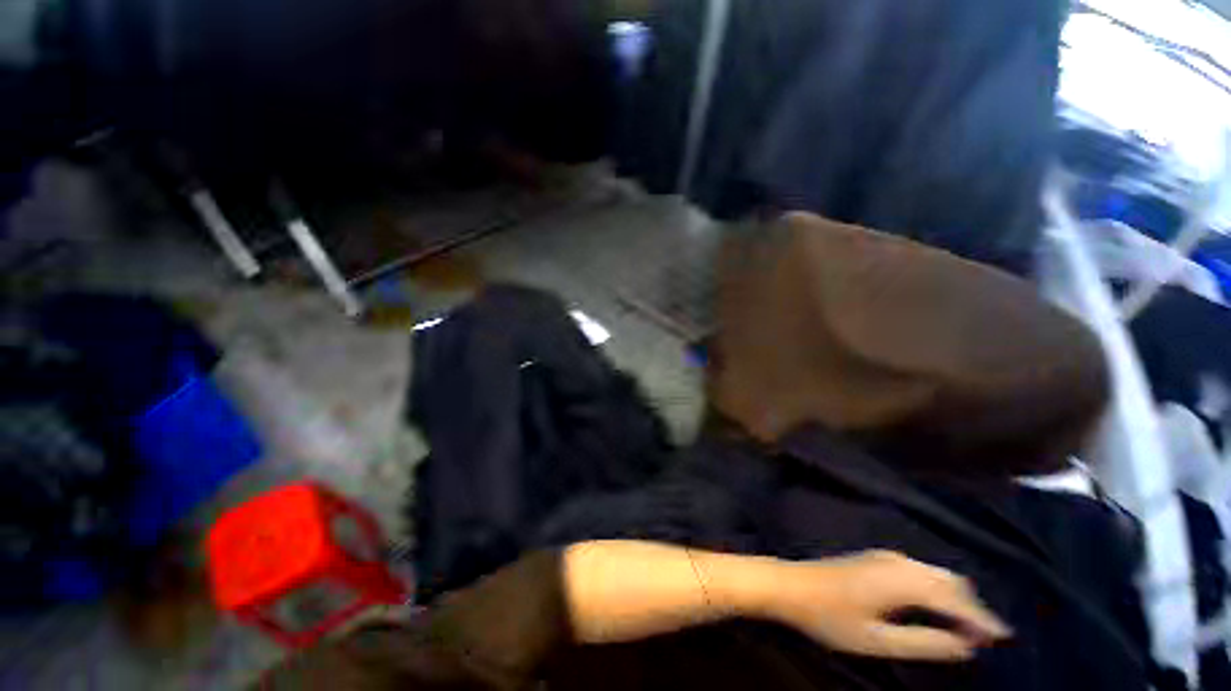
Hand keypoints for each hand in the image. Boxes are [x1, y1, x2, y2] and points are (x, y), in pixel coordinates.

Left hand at [768, 550, 1011, 661]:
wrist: (790, 586)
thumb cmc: (831, 618)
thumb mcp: (878, 641)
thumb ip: (925, 644)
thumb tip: (966, 647)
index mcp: (902, 580)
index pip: (955, 600)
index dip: (983, 620)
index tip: (1005, 640)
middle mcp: (899, 562)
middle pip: (950, 582)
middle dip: (973, 608)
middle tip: (987, 639)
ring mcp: (886, 557)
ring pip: (936, 574)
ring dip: (956, 597)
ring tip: (968, 627)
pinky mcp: (876, 558)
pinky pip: (921, 571)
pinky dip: (938, 589)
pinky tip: (938, 608)